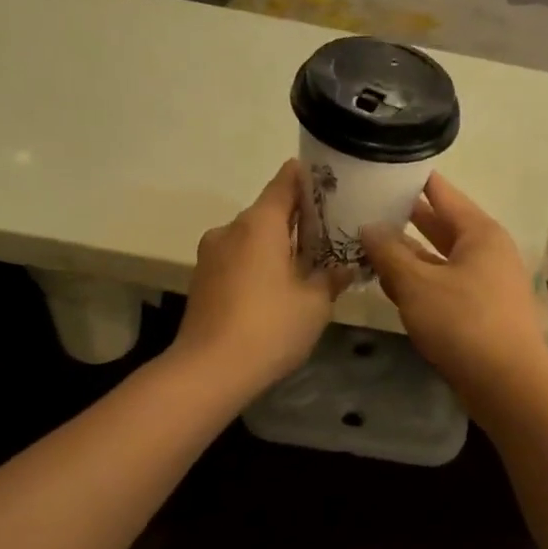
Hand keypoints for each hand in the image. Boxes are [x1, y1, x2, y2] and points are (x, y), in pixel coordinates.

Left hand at [174, 161, 349, 391]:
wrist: (208, 371)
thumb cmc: (269, 327)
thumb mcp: (314, 303)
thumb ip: (331, 277)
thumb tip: (345, 266)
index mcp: (259, 223)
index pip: (285, 182)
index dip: (308, 178)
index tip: (331, 181)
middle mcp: (231, 229)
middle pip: (268, 211)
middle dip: (298, 219)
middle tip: (330, 231)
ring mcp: (211, 255)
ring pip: (252, 238)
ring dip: (277, 245)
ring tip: (306, 264)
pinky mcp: (202, 280)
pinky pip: (238, 259)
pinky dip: (259, 264)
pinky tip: (277, 288)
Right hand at [360, 173, 547, 414]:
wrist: (507, 384)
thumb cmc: (464, 323)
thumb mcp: (417, 284)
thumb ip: (389, 253)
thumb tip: (368, 227)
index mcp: (478, 232)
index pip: (440, 192)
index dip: (410, 180)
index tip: (378, 169)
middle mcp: (485, 251)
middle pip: (438, 225)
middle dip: (401, 219)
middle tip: (362, 206)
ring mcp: (483, 282)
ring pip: (437, 259)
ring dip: (405, 255)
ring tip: (364, 244)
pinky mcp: (478, 310)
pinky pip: (441, 285)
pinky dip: (417, 282)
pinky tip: (388, 285)